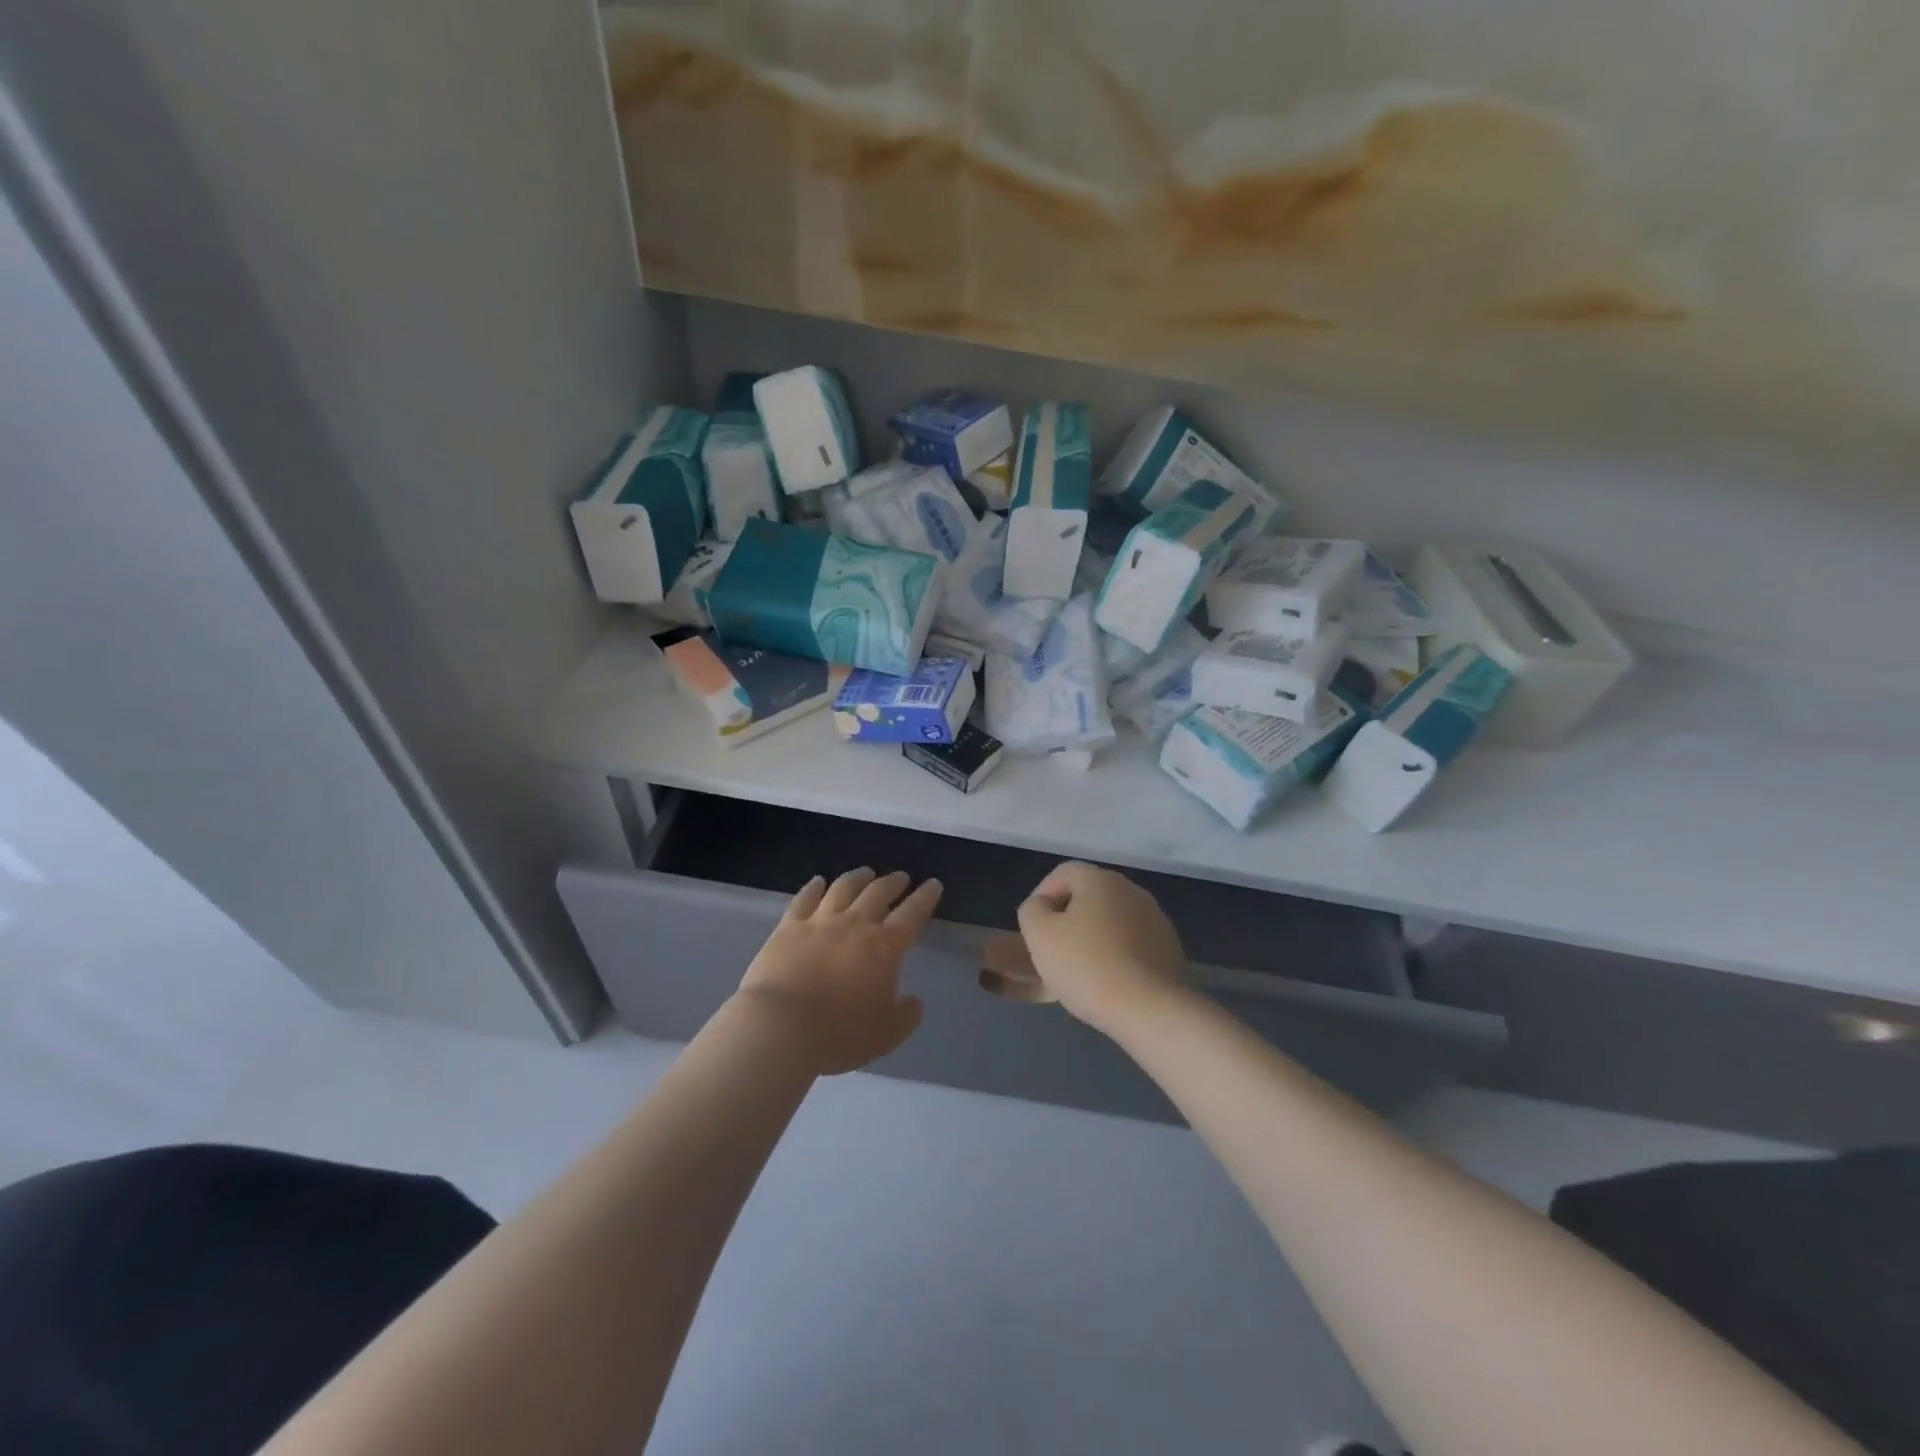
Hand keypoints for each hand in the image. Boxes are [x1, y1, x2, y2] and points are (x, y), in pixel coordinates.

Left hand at [736, 868, 940, 1074]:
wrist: (781, 1026)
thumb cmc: (839, 1034)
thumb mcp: (885, 1036)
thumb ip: (906, 1017)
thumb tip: (915, 1001)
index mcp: (885, 947)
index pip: (912, 914)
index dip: (925, 897)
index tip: (933, 884)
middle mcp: (855, 925)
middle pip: (878, 893)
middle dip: (893, 882)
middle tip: (901, 877)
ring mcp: (820, 922)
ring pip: (844, 888)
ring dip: (858, 877)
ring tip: (865, 872)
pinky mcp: (788, 927)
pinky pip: (804, 899)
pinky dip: (813, 887)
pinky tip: (818, 881)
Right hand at [1016, 862, 1187, 1036]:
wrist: (1147, 1010)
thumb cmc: (1086, 966)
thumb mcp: (1039, 934)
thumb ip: (1033, 910)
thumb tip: (1043, 907)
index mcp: (1101, 880)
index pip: (1063, 873)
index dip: (1042, 896)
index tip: (1035, 929)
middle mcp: (1132, 891)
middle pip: (1090, 896)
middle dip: (1068, 918)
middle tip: (1055, 950)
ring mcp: (1156, 919)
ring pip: (1113, 920)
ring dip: (1094, 936)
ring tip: (1081, 969)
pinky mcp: (1169, 948)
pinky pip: (1133, 943)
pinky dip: (1117, 954)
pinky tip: (1110, 980)